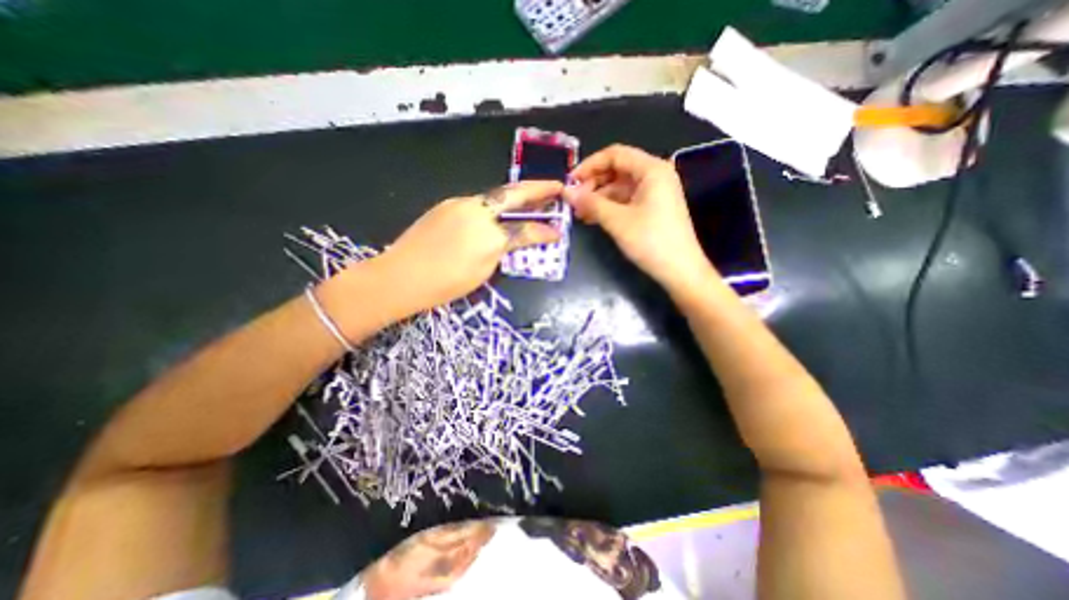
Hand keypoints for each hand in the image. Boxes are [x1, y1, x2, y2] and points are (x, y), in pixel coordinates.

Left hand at [374, 180, 562, 316]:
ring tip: (528, 199)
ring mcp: (459, 204)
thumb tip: (511, 239)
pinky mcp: (445, 205)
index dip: (544, 231)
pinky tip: (493, 214)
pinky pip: (476, 203)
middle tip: (555, 186)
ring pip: (493, 197)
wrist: (399, 276)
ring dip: (513, 197)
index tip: (558, 231)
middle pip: (513, 194)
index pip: (525, 229)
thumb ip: (502, 250)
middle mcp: (477, 211)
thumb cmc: (444, 284)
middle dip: (538, 188)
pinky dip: (491, 206)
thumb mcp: (482, 272)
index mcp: (489, 235)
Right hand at [562, 146, 712, 289]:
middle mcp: (655, 175)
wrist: (680, 270)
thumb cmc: (651, 241)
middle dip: (593, 183)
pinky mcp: (653, 208)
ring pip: (620, 186)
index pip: (615, 154)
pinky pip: (626, 200)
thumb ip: (591, 203)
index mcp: (651, 169)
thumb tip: (566, 192)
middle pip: (617, 169)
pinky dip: (610, 206)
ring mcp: (655, 192)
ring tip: (580, 213)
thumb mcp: (617, 221)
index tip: (571, 181)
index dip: (590, 165)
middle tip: (574, 201)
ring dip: (599, 197)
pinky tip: (593, 218)